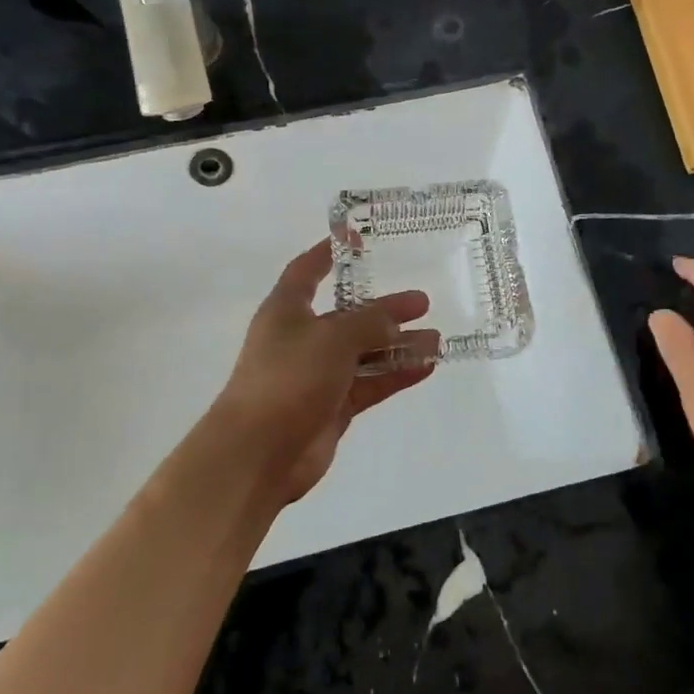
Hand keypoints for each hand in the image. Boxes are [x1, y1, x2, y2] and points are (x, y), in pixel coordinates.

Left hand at [200, 240, 438, 504]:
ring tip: (435, 339)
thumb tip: (394, 322)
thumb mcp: (332, 338)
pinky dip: (395, 375)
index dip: (328, 254)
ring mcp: (317, 376)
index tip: (357, 239)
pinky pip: (369, 383)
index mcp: (287, 311)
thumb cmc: (288, 378)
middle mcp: (301, 339)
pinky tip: (426, 367)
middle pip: (348, 316)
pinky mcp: (331, 407)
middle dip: (384, 310)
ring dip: (397, 346)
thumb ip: (369, 323)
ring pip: (364, 353)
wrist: (257, 454)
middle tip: (422, 302)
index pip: (306, 271)